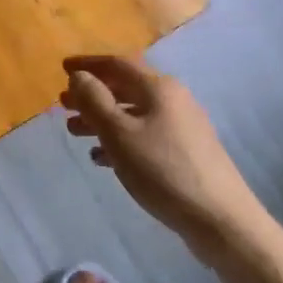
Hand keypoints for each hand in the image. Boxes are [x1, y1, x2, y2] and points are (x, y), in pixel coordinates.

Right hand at [59, 54, 264, 262]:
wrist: (219, 218)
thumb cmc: (162, 170)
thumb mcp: (119, 134)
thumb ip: (94, 101)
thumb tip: (79, 76)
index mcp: (159, 88)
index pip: (118, 64)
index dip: (88, 64)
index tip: (63, 68)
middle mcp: (173, 100)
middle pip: (125, 88)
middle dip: (92, 94)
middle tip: (63, 105)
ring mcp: (182, 127)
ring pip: (133, 114)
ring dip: (102, 119)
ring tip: (75, 133)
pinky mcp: (185, 152)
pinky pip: (145, 135)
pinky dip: (120, 140)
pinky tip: (103, 158)